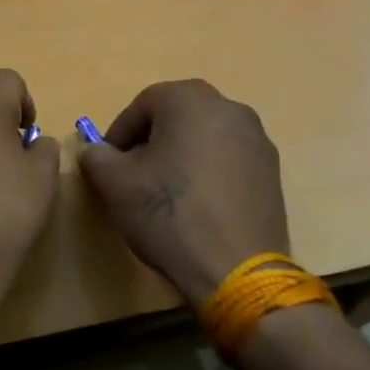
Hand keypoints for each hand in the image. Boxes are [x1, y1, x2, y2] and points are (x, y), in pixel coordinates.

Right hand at [77, 79, 290, 308]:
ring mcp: (257, 140)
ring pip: (204, 138)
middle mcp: (229, 108)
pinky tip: (198, 208)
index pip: (141, 105)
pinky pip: (228, 161)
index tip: (110, 167)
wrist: (237, 270)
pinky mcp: (273, 173)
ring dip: (181, 157)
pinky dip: (208, 174)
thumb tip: (96, 152)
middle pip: (176, 118)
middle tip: (135, 178)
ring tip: (166, 196)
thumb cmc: (169, 213)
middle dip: (151, 143)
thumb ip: (96, 156)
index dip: (119, 135)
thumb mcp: (114, 183)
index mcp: (190, 98)